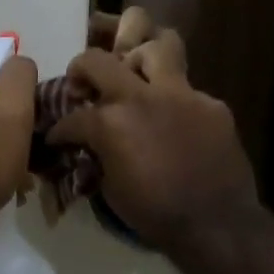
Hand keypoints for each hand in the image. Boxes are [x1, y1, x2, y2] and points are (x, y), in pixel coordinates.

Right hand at [47, 45, 258, 256]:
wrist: (217, 225)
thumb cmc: (156, 213)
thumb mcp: (110, 188)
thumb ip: (99, 154)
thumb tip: (92, 147)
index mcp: (110, 122)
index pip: (72, 117)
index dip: (59, 130)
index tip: (56, 138)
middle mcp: (141, 97)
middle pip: (98, 60)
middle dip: (81, 68)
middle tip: (84, 85)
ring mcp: (181, 94)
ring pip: (157, 48)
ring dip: (139, 59)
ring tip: (136, 76)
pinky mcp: (212, 104)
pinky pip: (189, 90)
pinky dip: (176, 101)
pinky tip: (176, 121)